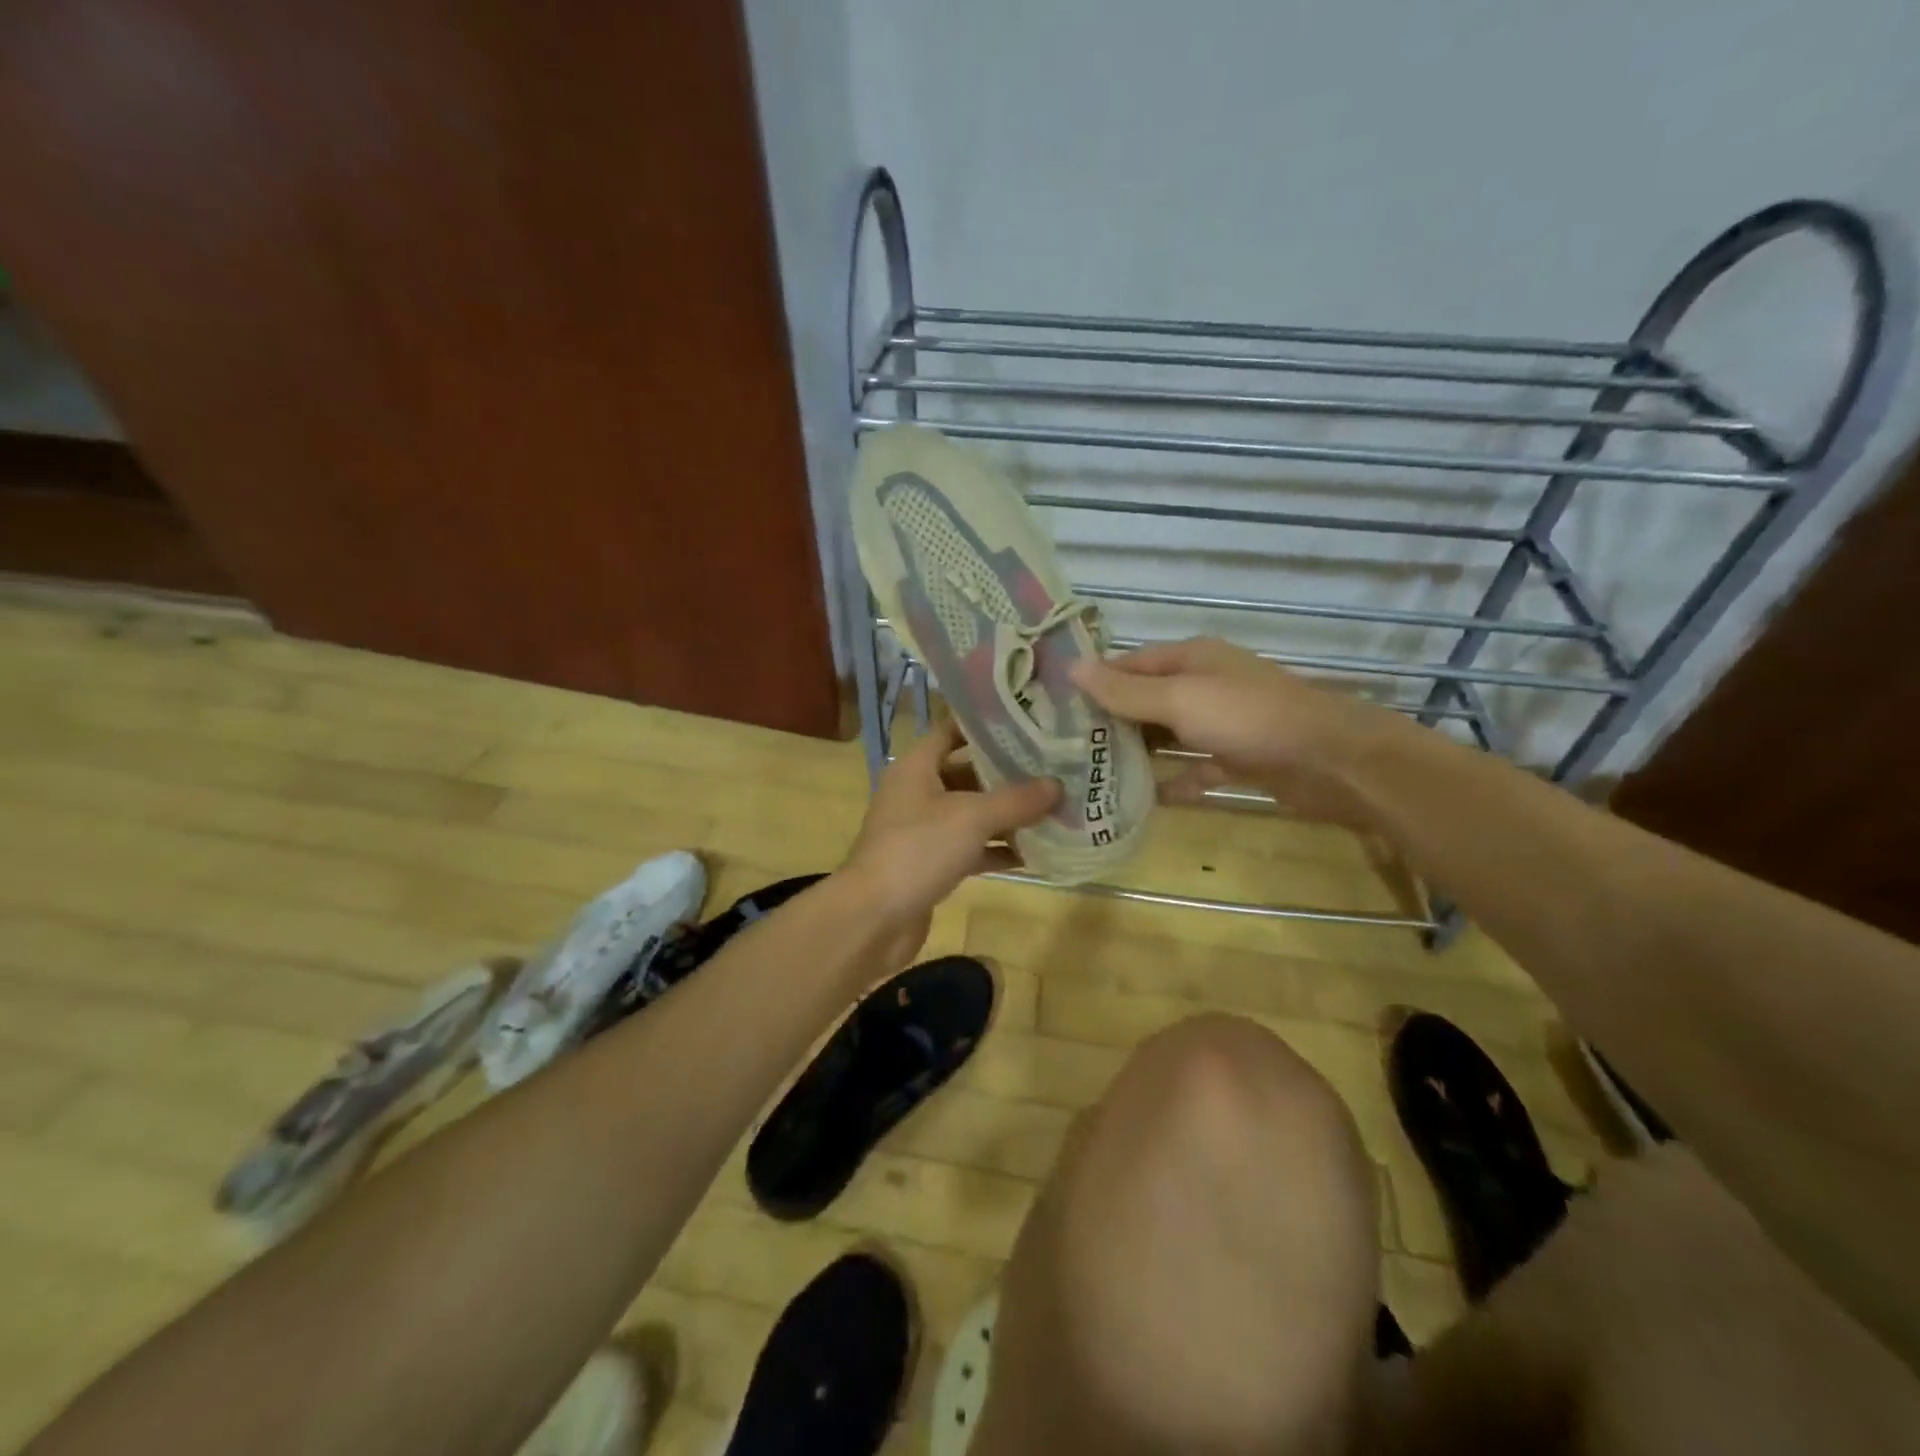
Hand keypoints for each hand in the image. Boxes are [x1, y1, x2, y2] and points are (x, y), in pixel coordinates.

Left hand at [838, 719, 1060, 960]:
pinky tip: (1035, 854)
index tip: (1027, 724)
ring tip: (1054, 809)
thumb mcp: (972, 817)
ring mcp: (923, 831)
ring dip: (1007, 815)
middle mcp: (917, 793)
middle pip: (967, 773)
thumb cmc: (918, 850)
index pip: (951, 731)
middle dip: (1007, 774)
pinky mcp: (931, 864)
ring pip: (971, 814)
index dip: (986, 726)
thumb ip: (1016, 800)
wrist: (873, 918)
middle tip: (1052, 769)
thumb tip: (1057, 785)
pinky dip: (997, 850)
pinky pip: (970, 849)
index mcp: (916, 767)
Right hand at [1070, 637, 1407, 825]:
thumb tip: (1071, 669)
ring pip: (1167, 737)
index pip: (1128, 665)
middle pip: (1145, 701)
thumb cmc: (1249, 718)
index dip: (1093, 682)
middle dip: (1108, 722)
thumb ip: (1126, 690)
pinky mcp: (1237, 760)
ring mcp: (1222, 724)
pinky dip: (1171, 782)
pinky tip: (1140, 801)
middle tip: (1062, 750)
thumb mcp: (1180, 699)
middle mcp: (1204, 686)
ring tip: (1089, 777)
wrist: (1333, 761)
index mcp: (1190, 660)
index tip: (1053, 706)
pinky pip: (1193, 769)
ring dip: (1136, 754)